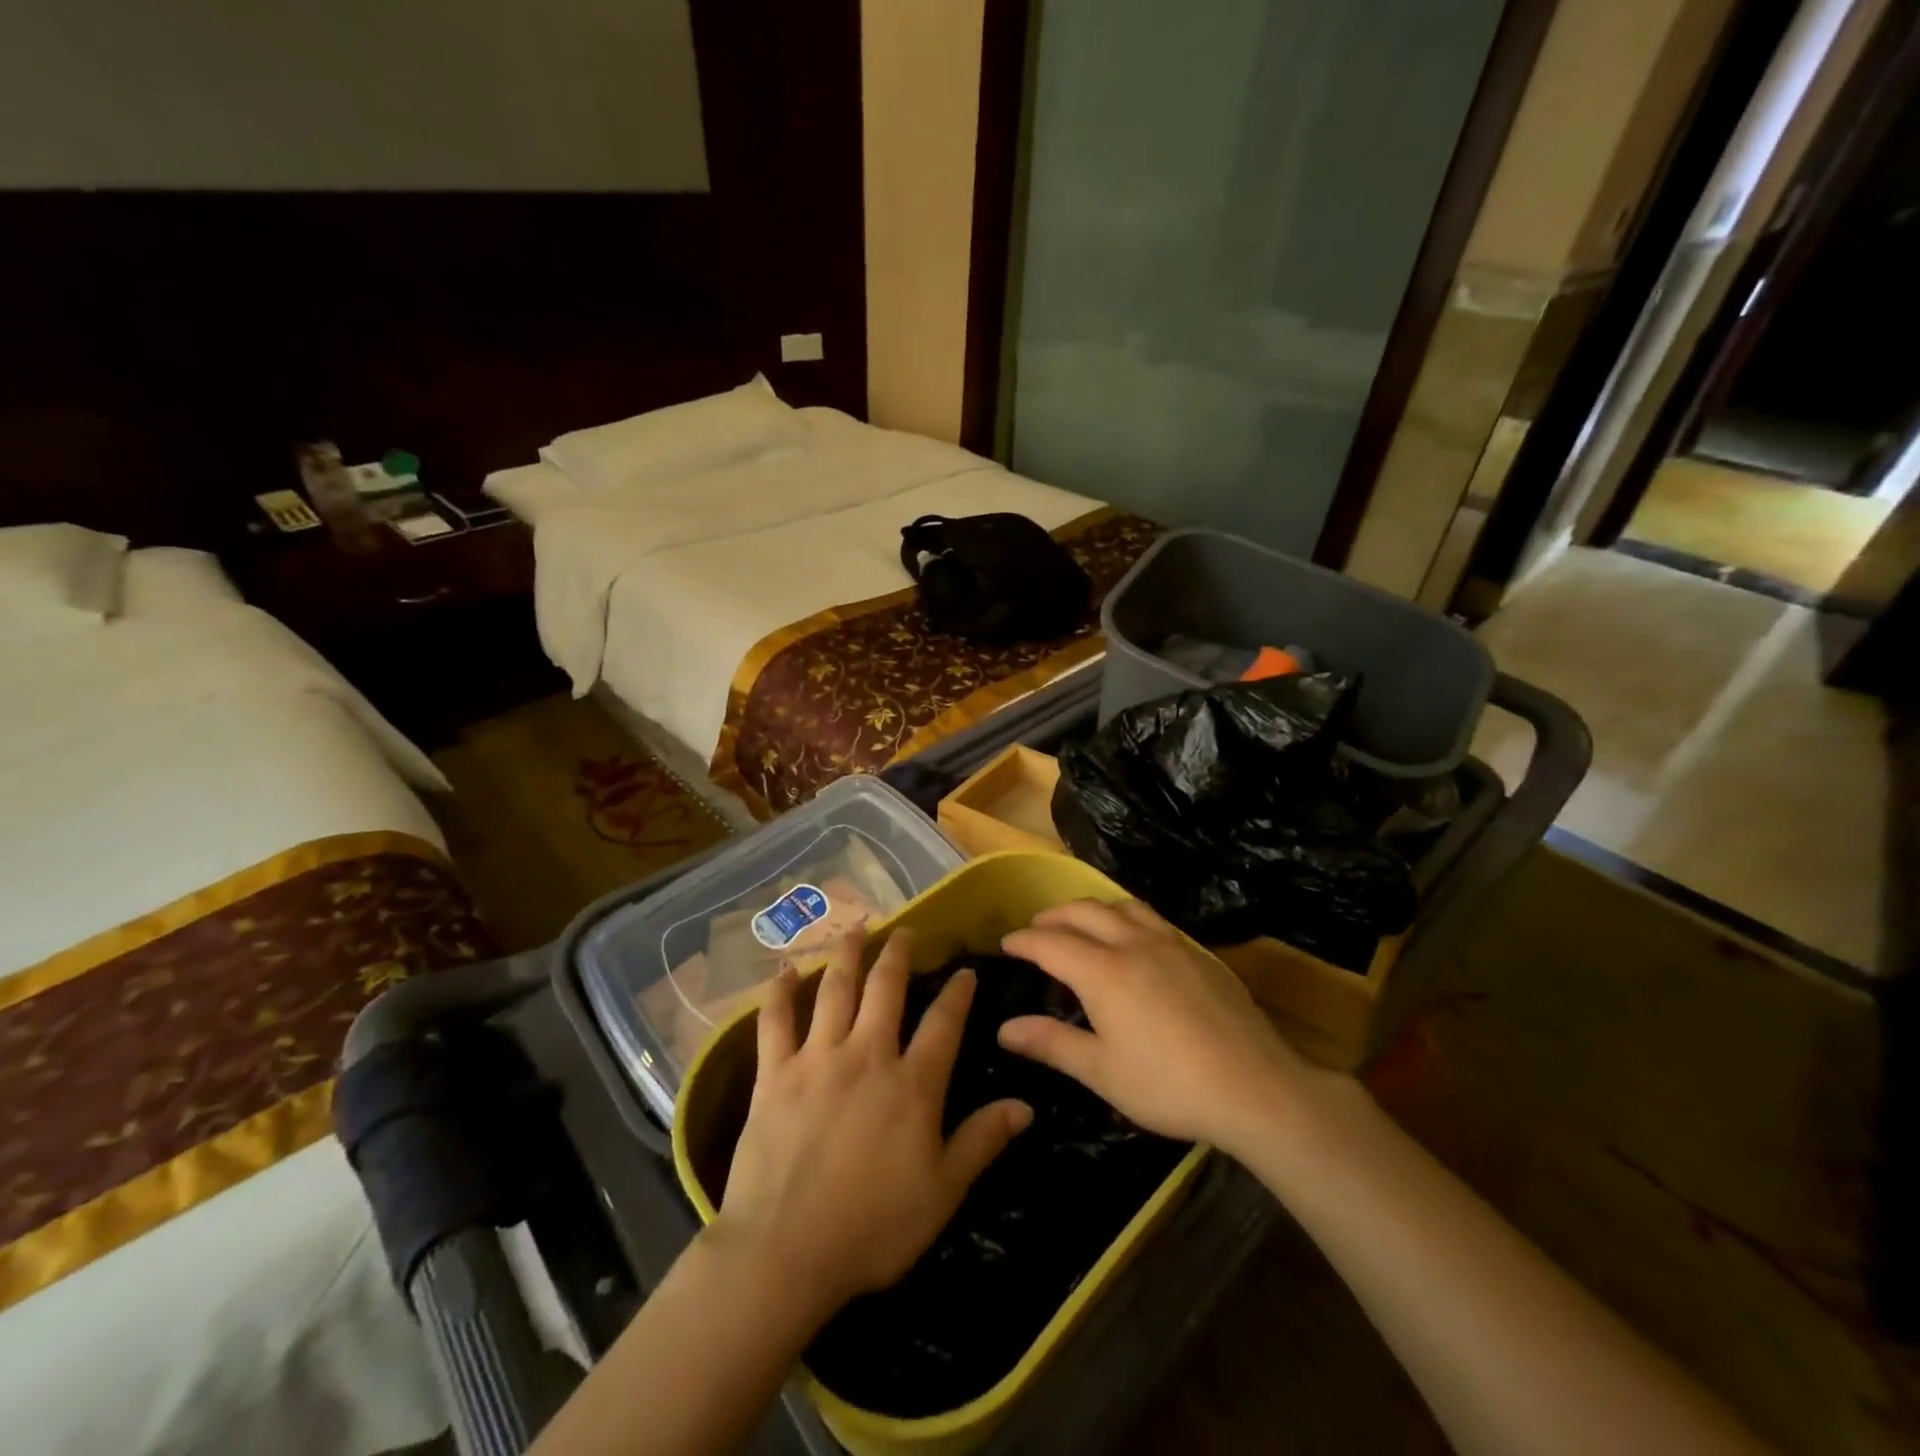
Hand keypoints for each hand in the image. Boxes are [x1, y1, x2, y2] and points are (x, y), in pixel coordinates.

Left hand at [710, 928, 1032, 1322]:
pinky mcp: (775, 1073)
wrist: (785, 1251)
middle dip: (898, 954)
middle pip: (886, 989)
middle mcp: (867, 1055)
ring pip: (835, 990)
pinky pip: (775, 1021)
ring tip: (855, 930)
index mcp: (912, 1083)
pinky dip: (779, 993)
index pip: (944, 1023)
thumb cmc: (873, 1228)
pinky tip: (783, 972)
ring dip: (846, 955)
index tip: (965, 971)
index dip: (958, 993)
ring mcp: (817, 1058)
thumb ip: (983, 1141)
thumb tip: (1026, 1105)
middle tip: (905, 931)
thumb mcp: (943, 1192)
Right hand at [998, 899, 1319, 1152]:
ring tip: (1079, 924)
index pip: (1050, 942)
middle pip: (1083, 912)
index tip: (1006, 943)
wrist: (1254, 1086)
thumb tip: (1004, 1028)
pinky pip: (1150, 917)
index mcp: (1102, 971)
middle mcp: (1132, 943)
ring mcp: (1169, 942)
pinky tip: (1132, 939)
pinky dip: (1125, 916)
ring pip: (1120, 905)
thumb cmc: (1169, 1085)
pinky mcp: (1197, 951)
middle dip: (1053, 916)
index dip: (1023, 940)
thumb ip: (1051, 1043)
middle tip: (1036, 929)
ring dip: (1090, 908)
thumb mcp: (1101, 1071)